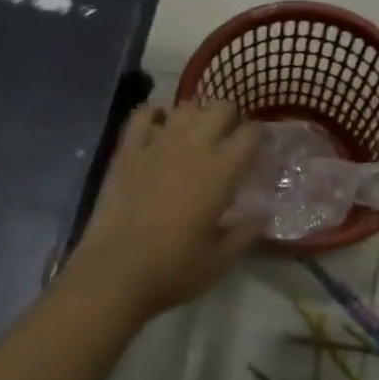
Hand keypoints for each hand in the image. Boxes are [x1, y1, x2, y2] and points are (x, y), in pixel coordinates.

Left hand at [64, 102, 261, 323]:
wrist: (115, 273)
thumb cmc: (173, 270)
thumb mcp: (220, 261)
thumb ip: (245, 233)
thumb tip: (263, 214)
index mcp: (221, 172)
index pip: (251, 134)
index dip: (258, 136)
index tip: (257, 148)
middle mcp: (193, 147)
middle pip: (220, 108)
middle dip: (229, 118)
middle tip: (227, 139)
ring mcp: (158, 144)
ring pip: (185, 106)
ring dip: (195, 115)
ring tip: (194, 133)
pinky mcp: (128, 150)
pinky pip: (143, 115)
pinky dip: (154, 114)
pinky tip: (157, 126)